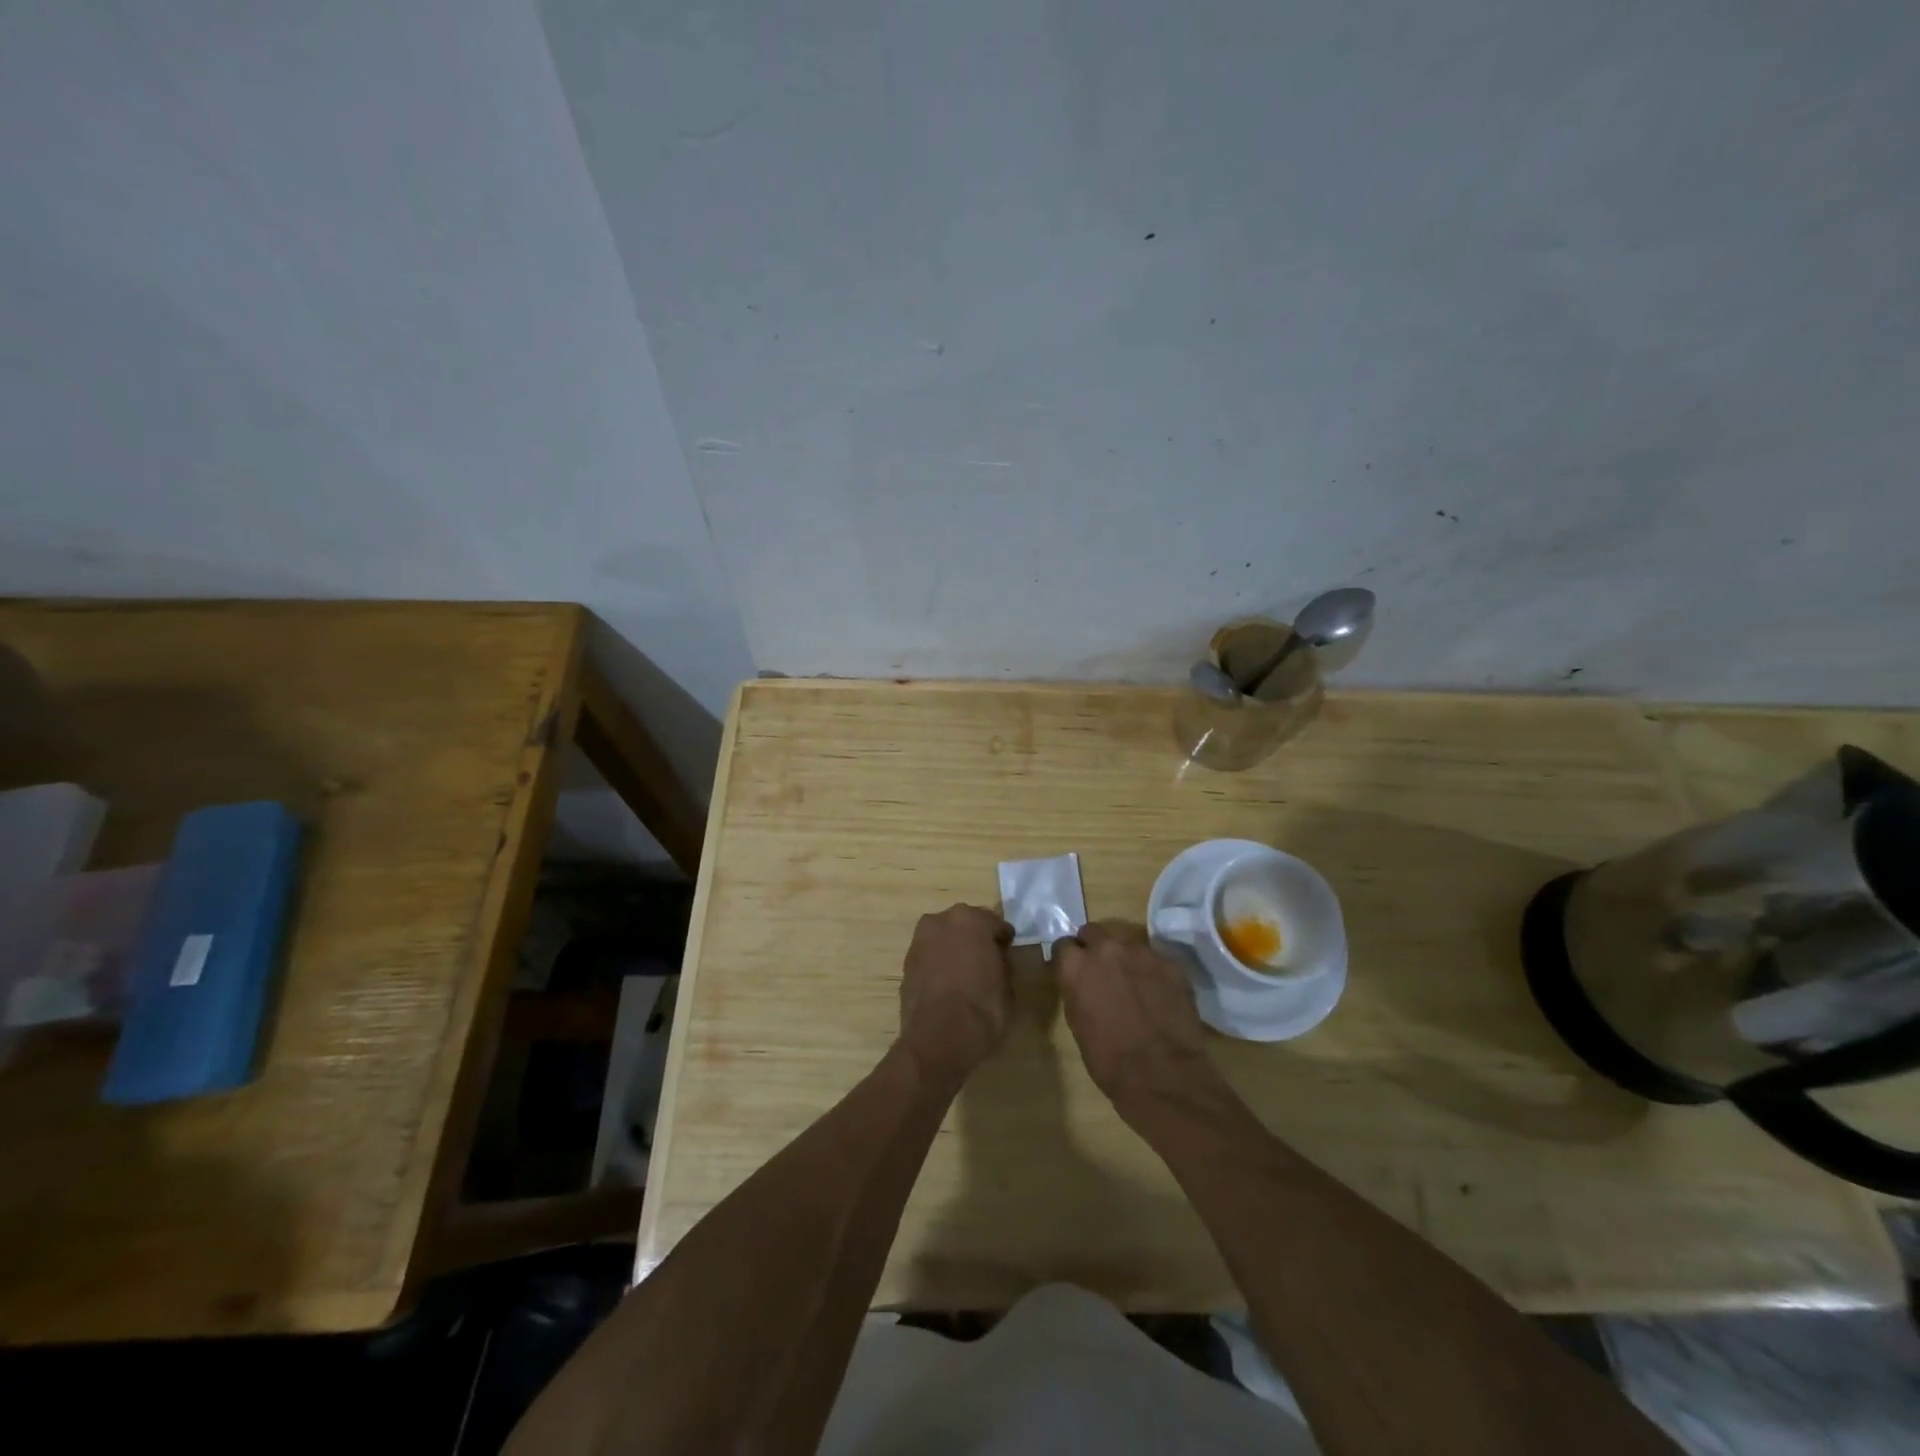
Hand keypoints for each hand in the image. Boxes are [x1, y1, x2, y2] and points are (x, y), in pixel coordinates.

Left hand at [898, 903, 1013, 1086]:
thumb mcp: (1007, 985)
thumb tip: (995, 961)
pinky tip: (947, 986)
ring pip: (943, 940)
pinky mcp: (905, 964)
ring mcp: (919, 942)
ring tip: (964, 975)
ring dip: (953, 951)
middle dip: (975, 940)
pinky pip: (929, 958)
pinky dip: (938, 966)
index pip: (994, 924)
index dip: (1002, 940)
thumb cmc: (983, 1007)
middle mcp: (941, 922)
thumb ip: (1001, 963)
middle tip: (986, 961)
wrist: (939, 1039)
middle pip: (964, 926)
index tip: (1007, 952)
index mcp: (970, 920)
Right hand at [1056, 922, 1228, 1118]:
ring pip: (1126, 940)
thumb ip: (1076, 991)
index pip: (1063, 945)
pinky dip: (1152, 969)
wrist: (1163, 1076)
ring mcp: (1141, 951)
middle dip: (1094, 948)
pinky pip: (1155, 957)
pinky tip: (1158, 992)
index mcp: (1076, 966)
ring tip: (1133, 981)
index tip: (1074, 972)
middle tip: (1102, 972)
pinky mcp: (1170, 962)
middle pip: (1094, 932)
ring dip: (1124, 956)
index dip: (1069, 960)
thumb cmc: (1109, 1061)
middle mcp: (1106, 948)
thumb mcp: (1077, 1024)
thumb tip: (1081, 982)